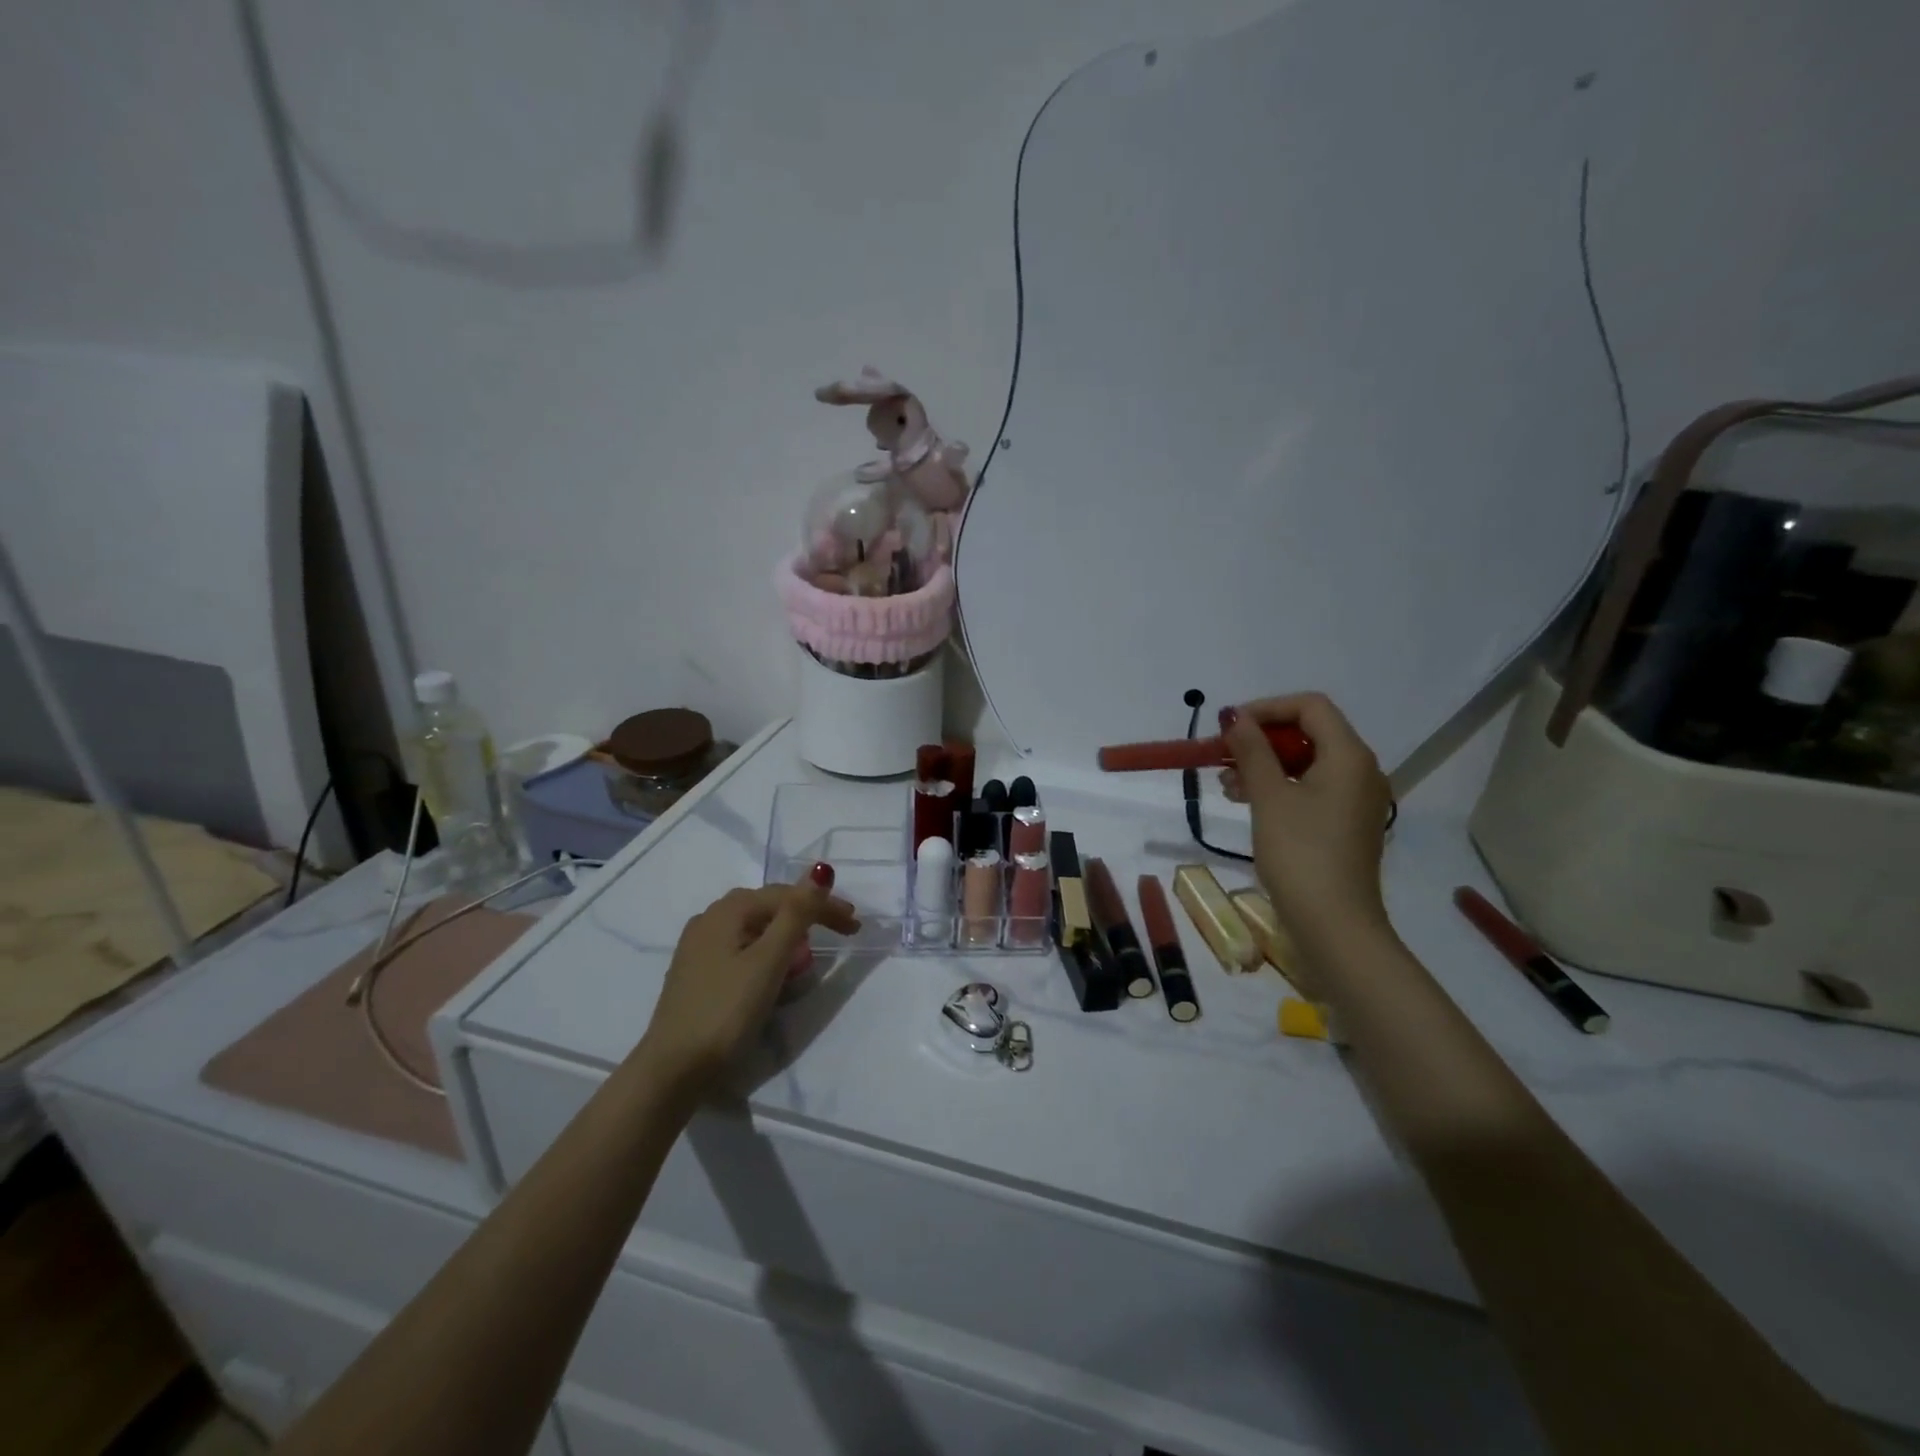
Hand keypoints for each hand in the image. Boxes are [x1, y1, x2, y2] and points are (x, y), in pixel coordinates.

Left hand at [643, 878, 858, 1089]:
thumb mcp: (769, 961)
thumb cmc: (727, 1011)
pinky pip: (741, 949)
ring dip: (787, 936)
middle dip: (807, 917)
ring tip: (809, 955)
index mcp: (728, 910)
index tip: (855, 925)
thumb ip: (797, 914)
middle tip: (840, 933)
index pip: (787, 896)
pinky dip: (766, 953)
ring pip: (755, 928)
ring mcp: (699, 946)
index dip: (824, 906)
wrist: (673, 1069)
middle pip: (769, 907)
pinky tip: (773, 972)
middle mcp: (710, 918)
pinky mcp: (697, 972)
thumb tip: (821, 869)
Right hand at [1219, 693, 1393, 955]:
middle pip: (1309, 733)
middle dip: (1262, 740)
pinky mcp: (1345, 825)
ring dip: (1265, 765)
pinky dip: (1279, 788)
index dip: (1267, 708)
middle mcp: (1360, 771)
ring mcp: (1355, 800)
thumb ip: (1252, 751)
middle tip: (1223, 756)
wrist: (1334, 925)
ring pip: (1306, 763)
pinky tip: (1247, 802)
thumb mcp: (1269, 797)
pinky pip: (1311, 789)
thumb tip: (1235, 717)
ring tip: (1226, 785)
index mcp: (1349, 756)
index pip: (1310, 707)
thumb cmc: (1300, 853)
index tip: (1229, 727)